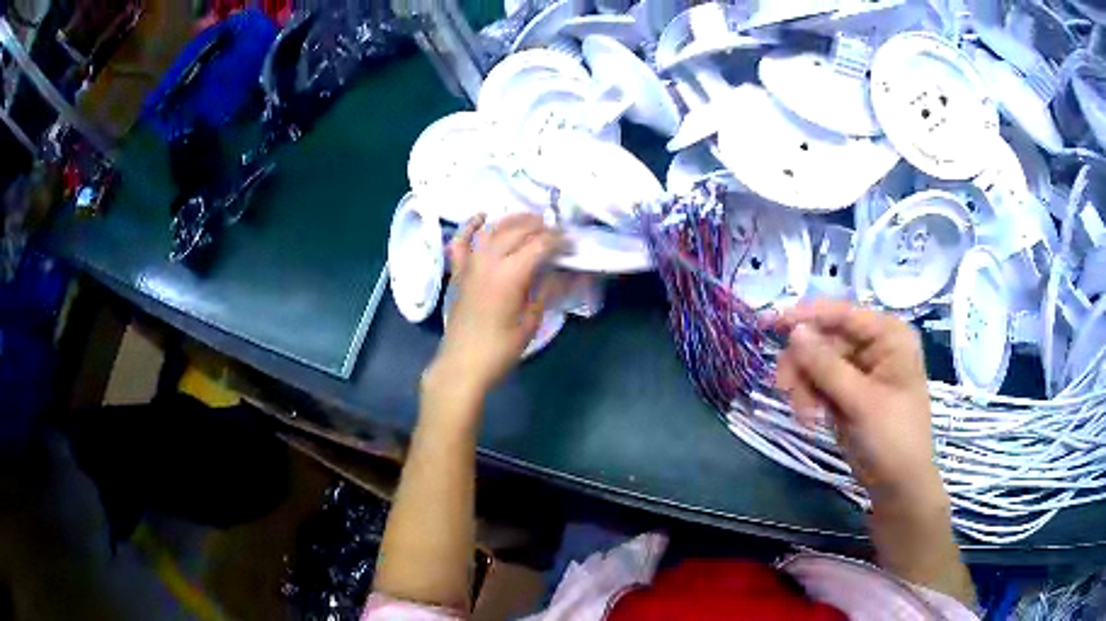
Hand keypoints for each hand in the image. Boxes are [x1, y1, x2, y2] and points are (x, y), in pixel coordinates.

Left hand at [425, 213, 564, 401]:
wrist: (463, 364)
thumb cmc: (500, 349)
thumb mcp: (531, 321)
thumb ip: (547, 290)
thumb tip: (565, 271)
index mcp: (510, 275)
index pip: (539, 245)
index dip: (558, 239)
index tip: (572, 241)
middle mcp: (489, 261)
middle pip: (517, 231)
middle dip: (539, 226)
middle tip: (556, 230)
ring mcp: (470, 264)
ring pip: (492, 230)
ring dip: (512, 220)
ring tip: (531, 220)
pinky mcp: (459, 272)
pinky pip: (461, 242)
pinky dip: (470, 226)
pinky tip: (482, 216)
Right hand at [774, 301, 944, 509]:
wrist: (898, 485)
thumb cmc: (893, 437)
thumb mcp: (861, 401)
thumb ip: (826, 365)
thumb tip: (794, 330)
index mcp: (889, 335)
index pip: (843, 314)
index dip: (806, 316)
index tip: (770, 322)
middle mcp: (874, 346)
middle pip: (824, 340)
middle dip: (803, 366)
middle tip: (784, 389)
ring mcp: (859, 370)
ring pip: (816, 363)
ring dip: (804, 386)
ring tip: (805, 416)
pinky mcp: (847, 393)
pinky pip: (817, 384)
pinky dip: (808, 399)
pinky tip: (810, 420)